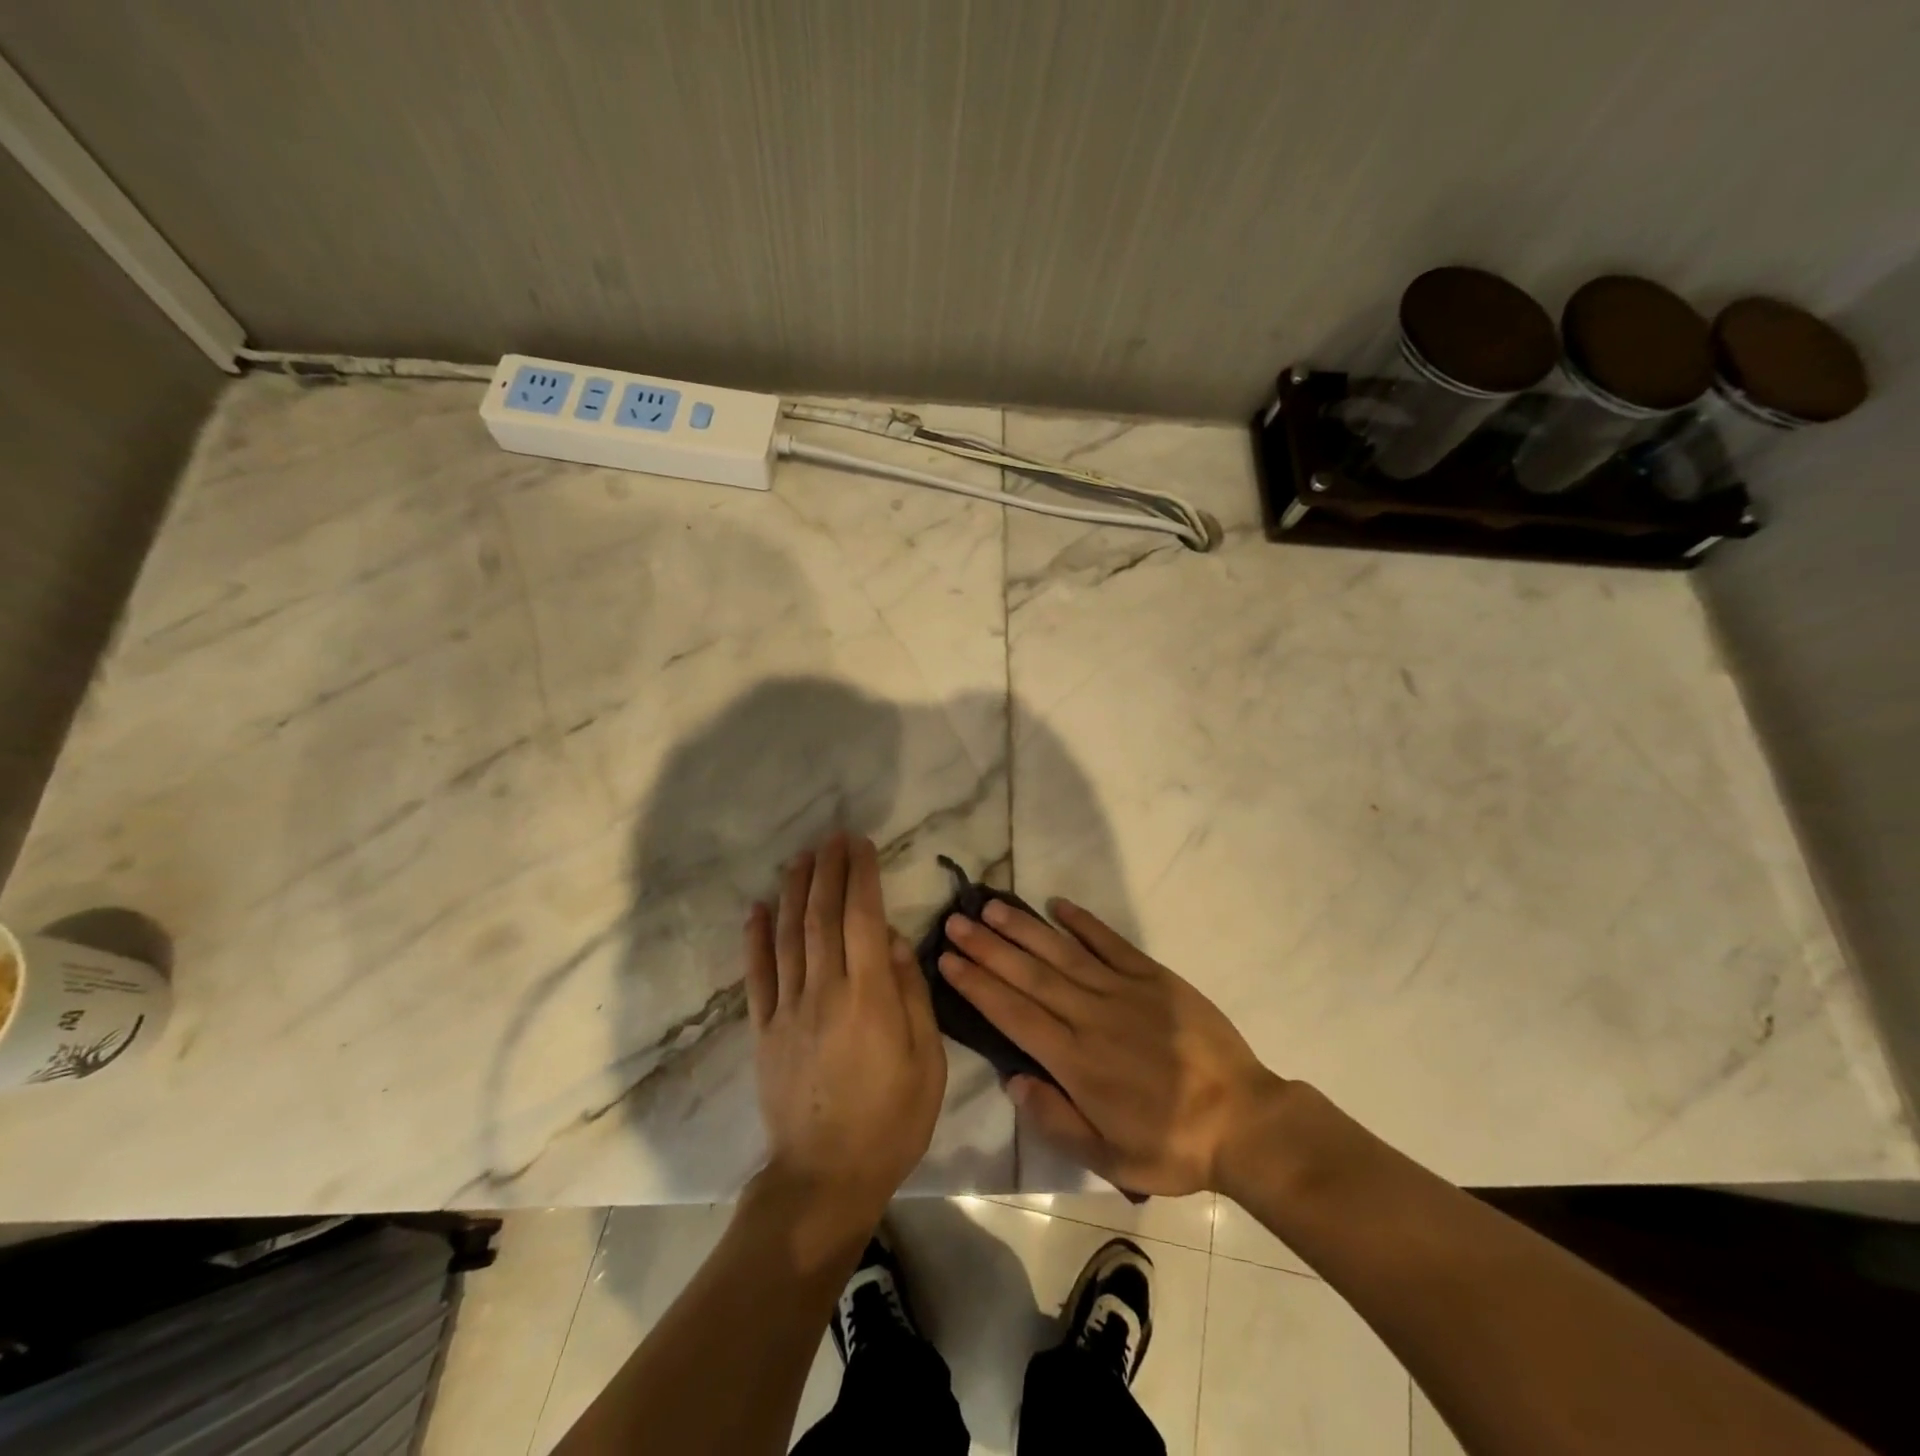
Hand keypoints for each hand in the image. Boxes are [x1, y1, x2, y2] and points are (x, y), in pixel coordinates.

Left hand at [745, 833, 945, 1251]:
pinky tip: (757, 907)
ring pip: (788, 936)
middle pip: (822, 916)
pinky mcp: (763, 1030)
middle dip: (828, 871)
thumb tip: (892, 940)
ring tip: (800, 857)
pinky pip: (756, 975)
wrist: (825, 1177)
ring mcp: (788, 1009)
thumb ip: (911, 994)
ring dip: (794, 891)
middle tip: (832, 837)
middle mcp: (824, 991)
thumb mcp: (927, 1060)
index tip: (861, 844)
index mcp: (869, 997)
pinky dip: (755, 938)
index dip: (861, 876)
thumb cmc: (891, 1120)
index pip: (862, 918)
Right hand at [940, 897, 1283, 1196]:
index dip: (977, 985)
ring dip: (1024, 928)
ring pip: (1062, 953)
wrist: (1243, 1120)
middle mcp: (1091, 1016)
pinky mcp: (1154, 977)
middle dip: (988, 947)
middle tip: (956, 921)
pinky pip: (1111, 943)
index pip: (1013, 1014)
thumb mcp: (1108, 1157)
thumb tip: (1012, 1079)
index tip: (947, 959)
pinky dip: (1084, 922)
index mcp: (1075, 1061)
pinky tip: (1058, 905)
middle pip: (1029, 975)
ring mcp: (1123, 991)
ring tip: (991, 906)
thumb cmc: (1172, 1144)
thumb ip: (1055, 1119)